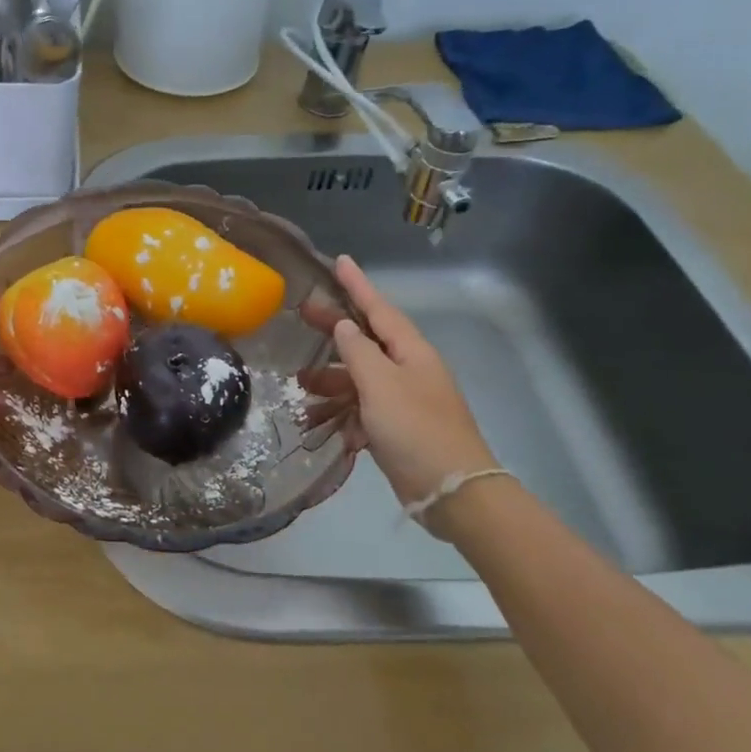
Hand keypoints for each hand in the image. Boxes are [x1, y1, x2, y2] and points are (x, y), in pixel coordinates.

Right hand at [306, 255, 498, 520]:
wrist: (451, 490)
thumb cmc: (415, 429)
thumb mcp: (380, 384)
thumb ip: (358, 351)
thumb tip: (345, 325)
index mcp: (411, 352)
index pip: (379, 308)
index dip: (358, 285)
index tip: (340, 260)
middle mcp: (409, 369)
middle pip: (366, 340)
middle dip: (334, 330)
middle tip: (301, 315)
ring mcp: (404, 400)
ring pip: (360, 378)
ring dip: (330, 380)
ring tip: (299, 384)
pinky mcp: (397, 428)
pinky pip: (362, 409)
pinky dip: (341, 412)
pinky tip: (319, 422)